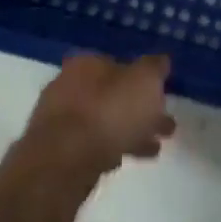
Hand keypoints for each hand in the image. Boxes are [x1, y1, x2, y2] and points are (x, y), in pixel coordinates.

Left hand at [20, 53, 175, 178]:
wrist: (65, 160)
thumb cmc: (110, 111)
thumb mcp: (145, 81)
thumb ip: (155, 68)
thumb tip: (160, 60)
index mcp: (87, 63)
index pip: (119, 63)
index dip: (142, 78)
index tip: (162, 94)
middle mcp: (67, 85)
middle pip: (112, 95)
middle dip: (139, 109)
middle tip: (165, 125)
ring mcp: (58, 119)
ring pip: (103, 121)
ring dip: (130, 132)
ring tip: (154, 148)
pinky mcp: (55, 149)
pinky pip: (91, 143)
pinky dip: (110, 148)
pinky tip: (125, 158)